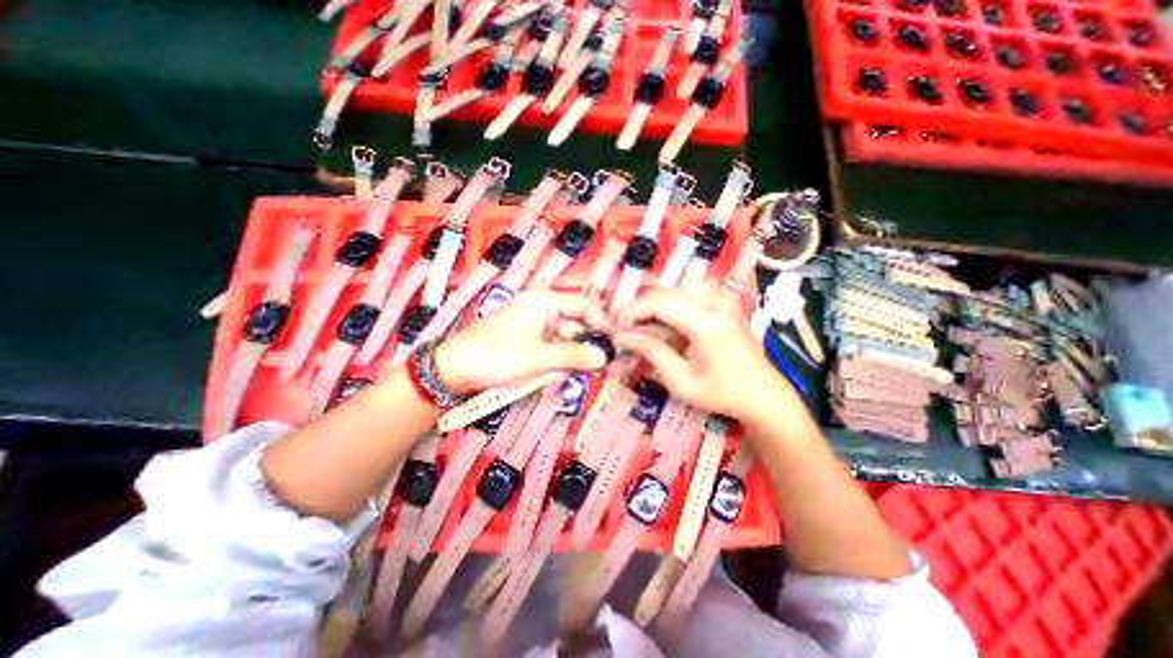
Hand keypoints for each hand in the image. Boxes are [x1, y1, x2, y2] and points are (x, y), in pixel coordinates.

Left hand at [436, 290, 609, 392]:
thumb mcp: (539, 357)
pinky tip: (560, 373)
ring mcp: (535, 325)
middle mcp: (542, 309)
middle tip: (601, 365)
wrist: (455, 369)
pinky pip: (553, 347)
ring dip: (573, 355)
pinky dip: (559, 360)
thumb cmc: (497, 355)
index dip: (602, 322)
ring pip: (566, 338)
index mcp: (545, 302)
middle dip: (588, 344)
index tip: (615, 343)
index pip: (584, 305)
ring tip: (581, 373)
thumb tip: (604, 357)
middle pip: (576, 323)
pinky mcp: (528, 340)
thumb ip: (574, 356)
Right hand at [614, 286, 797, 424]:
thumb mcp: (680, 380)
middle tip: (627, 330)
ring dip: (656, 305)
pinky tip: (669, 320)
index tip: (617, 329)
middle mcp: (716, 301)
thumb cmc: (721, 393)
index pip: (658, 302)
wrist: (762, 395)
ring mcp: (724, 298)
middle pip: (665, 292)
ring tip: (646, 327)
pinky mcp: (726, 301)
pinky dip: (674, 302)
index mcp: (706, 322)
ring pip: (676, 288)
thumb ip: (651, 351)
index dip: (632, 312)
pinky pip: (691, 290)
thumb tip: (623, 337)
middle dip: (641, 309)